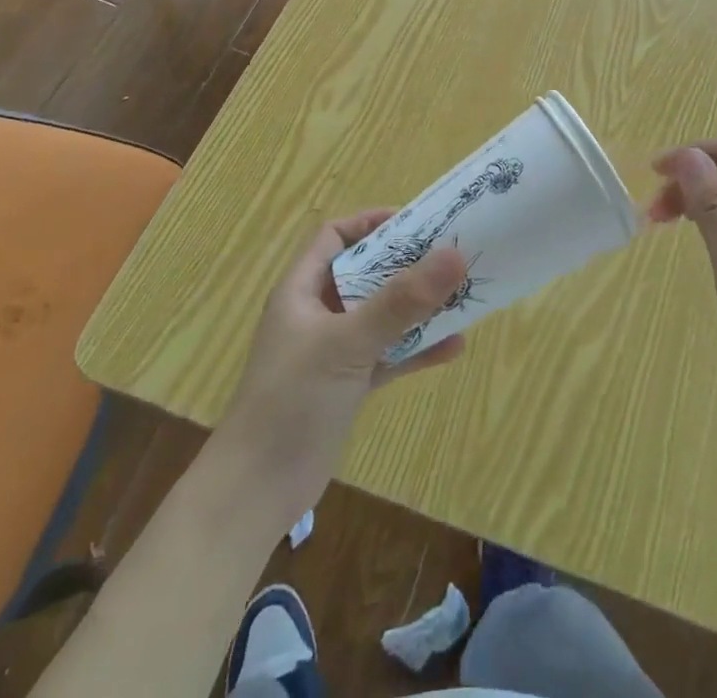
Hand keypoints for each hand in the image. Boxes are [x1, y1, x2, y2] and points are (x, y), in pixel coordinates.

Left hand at [225, 211, 466, 509]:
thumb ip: (401, 302)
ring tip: (461, 295)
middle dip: (406, 264)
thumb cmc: (292, 400)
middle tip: (450, 254)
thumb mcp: (347, 343)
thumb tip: (455, 255)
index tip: (416, 222)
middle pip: (365, 273)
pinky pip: (388, 355)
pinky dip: (416, 349)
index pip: (334, 236)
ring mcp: (333, 351)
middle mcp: (317, 313)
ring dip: (417, 307)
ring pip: (381, 315)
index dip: (370, 222)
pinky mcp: (347, 385)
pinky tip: (453, 347)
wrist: (255, 493)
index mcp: (302, 290)